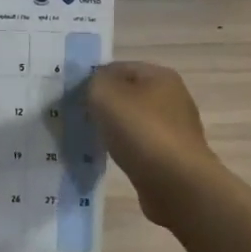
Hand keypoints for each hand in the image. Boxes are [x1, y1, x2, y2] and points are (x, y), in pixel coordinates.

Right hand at [86, 61, 218, 224]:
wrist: (177, 184)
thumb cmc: (141, 132)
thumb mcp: (106, 95)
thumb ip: (94, 82)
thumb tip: (95, 86)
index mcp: (160, 75)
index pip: (118, 68)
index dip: (94, 80)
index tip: (73, 99)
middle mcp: (172, 98)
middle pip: (127, 95)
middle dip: (104, 106)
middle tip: (79, 120)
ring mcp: (175, 129)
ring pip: (133, 123)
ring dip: (114, 131)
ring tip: (92, 142)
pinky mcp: (173, 157)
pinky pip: (141, 147)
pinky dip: (126, 152)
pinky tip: (112, 161)